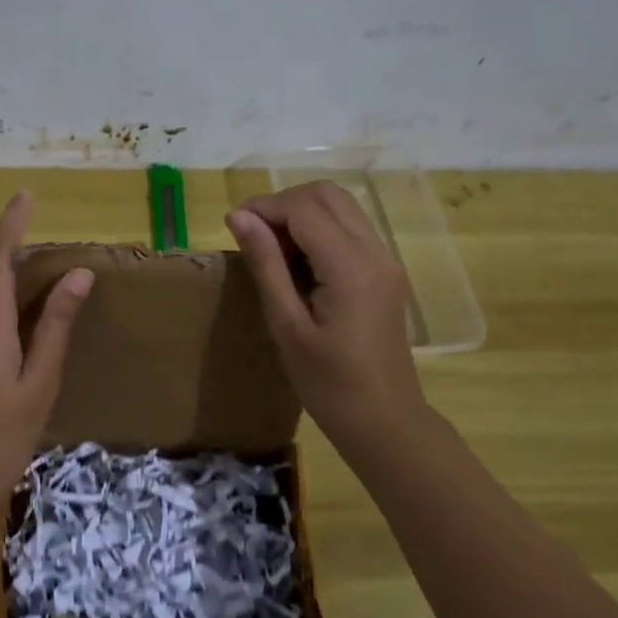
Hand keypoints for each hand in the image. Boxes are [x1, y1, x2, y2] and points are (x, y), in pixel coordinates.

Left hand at [0, 192, 92, 522]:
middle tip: (56, 246)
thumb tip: (79, 275)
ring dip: (11, 281)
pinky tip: (26, 327)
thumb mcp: (38, 382)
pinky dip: (3, 308)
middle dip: (17, 250)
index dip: (12, 222)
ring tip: (50, 282)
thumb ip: (55, 326)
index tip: (26, 194)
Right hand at [227, 182, 429, 463]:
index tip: (233, 223)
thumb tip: (238, 217)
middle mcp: (375, 253)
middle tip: (253, 233)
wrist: (385, 422)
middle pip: (328, 194)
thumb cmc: (329, 384)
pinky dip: (320, 229)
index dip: (265, 206)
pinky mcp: (385, 272)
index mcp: (350, 268)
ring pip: (341, 206)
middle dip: (285, 202)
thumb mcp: (286, 326)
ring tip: (272, 247)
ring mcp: (385, 260)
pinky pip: (350, 228)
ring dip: (302, 213)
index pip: (305, 209)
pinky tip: (298, 262)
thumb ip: (265, 265)